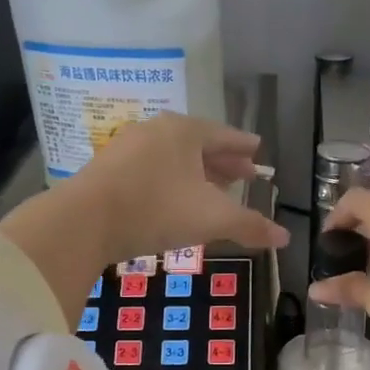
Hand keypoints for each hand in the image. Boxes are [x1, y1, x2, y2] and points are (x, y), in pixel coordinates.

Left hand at [0, 114, 286, 327]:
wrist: (85, 220)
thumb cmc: (157, 209)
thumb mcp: (212, 219)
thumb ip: (249, 226)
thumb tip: (285, 237)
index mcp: (185, 131)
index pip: (224, 135)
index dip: (244, 146)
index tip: (257, 151)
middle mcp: (157, 131)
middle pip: (198, 145)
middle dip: (223, 161)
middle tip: (243, 173)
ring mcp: (128, 148)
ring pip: (173, 158)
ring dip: (196, 173)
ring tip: (212, 190)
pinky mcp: (108, 170)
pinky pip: (152, 171)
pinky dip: (171, 182)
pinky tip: (174, 200)